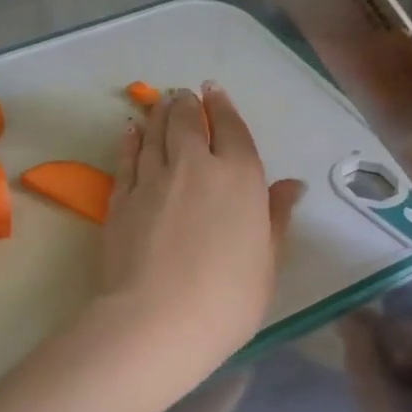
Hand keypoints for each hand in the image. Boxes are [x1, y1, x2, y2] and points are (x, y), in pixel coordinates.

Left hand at [96, 84, 303, 387]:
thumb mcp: (267, 262)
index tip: (213, 92)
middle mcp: (194, 166)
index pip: (231, 130)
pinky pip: (125, 159)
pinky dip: (129, 141)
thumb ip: (276, 218)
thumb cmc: (227, 298)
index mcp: (239, 178)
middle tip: (182, 96)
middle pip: (187, 123)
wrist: (157, 319)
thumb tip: (292, 185)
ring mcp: (152, 180)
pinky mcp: (120, 200)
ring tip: (159, 105)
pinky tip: (130, 132)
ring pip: (153, 134)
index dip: (222, 108)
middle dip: (186, 105)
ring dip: (157, 115)